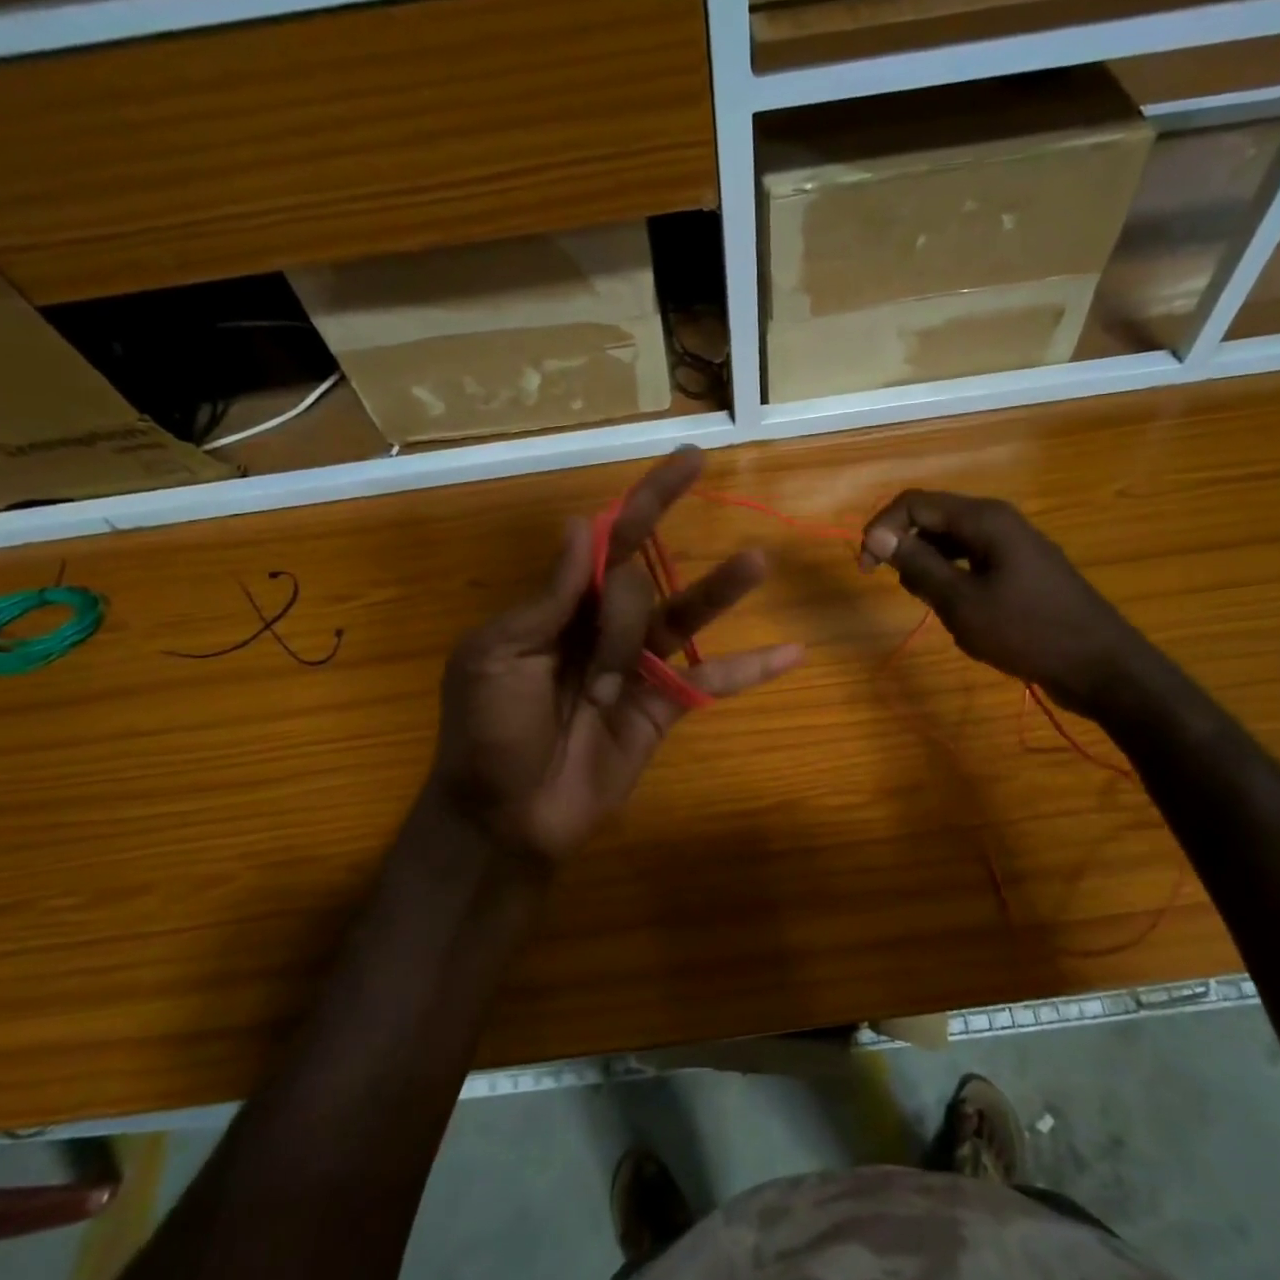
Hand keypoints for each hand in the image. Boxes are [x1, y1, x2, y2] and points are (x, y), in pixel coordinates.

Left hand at [427, 449, 804, 865]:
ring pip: (686, 619)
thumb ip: (548, 597)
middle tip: (597, 676)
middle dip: (621, 621)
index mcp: (558, 607)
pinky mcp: (663, 709)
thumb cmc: (486, 733)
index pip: (608, 540)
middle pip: (640, 583)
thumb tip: (581, 525)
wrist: (505, 818)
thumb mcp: (498, 657)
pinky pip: (712, 683)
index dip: (647, 501)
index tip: (691, 461)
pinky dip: (751, 670)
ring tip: (757, 562)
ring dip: (721, 591)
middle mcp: (602, 627)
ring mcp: (638, 668)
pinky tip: (793, 652)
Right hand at [859, 490, 1154, 717]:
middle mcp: (998, 521)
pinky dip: (951, 577)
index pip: (914, 503)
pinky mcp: (1020, 568)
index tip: (864, 569)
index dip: (881, 529)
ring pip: (951, 541)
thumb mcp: (961, 602)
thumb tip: (878, 535)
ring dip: (927, 565)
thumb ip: (918, 565)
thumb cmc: (1026, 631)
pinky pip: (971, 560)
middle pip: (933, 518)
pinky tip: (955, 608)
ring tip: (928, 602)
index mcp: (984, 519)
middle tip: (899, 589)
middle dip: (905, 547)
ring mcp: (1012, 544)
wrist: (1099, 665)